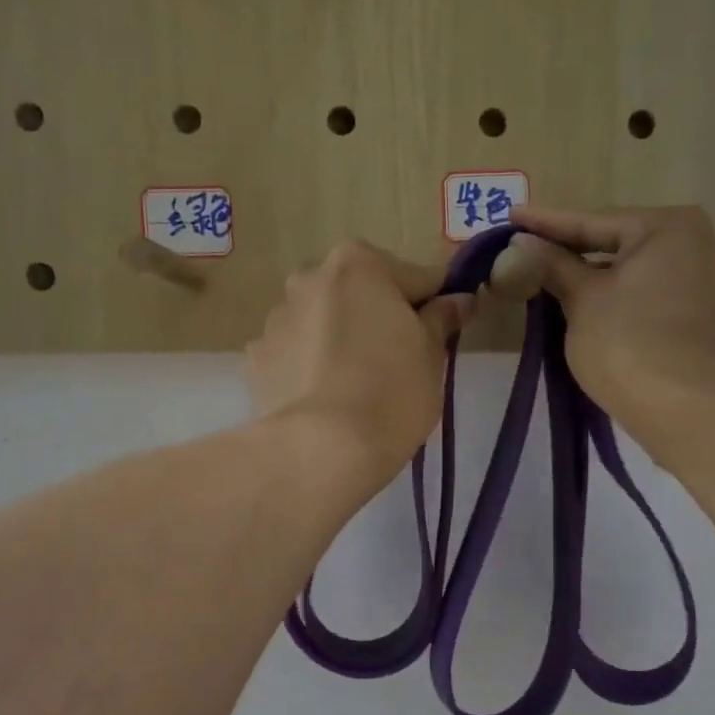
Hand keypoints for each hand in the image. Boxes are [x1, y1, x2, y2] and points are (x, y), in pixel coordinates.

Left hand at [247, 241, 474, 490]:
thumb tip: (458, 299)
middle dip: (378, 317)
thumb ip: (442, 319)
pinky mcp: (256, 358)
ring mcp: (277, 318)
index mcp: (359, 264)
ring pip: (323, 321)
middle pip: (360, 293)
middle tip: (397, 361)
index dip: (435, 304)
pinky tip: (323, 399)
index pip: (415, 277)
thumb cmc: (391, 393)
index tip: (445, 330)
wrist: (321, 449)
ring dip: (340, 338)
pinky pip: (295, 354)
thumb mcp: (431, 355)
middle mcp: (310, 277)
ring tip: (354, 386)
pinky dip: (310, 366)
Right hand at [504, 204, 714, 454]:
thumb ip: (553, 266)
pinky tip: (585, 304)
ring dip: (592, 276)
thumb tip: (522, 242)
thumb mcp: (582, 301)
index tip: (511, 216)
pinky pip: (648, 294)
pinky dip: (616, 297)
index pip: (592, 222)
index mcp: (668, 226)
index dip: (545, 223)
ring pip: (633, 271)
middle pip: (617, 243)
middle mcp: (696, 242)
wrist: (687, 410)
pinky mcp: (702, 316)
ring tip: (548, 276)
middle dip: (570, 250)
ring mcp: (704, 281)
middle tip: (526, 247)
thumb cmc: (628, 344)